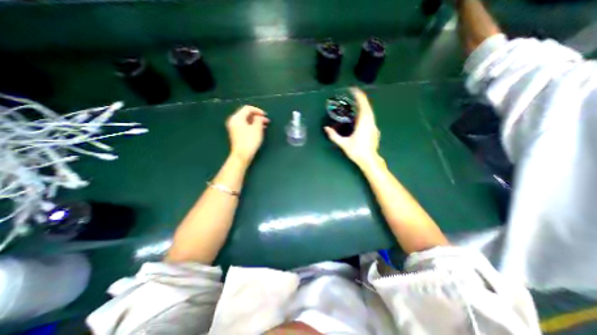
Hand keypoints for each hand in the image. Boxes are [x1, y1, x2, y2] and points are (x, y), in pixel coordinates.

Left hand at [226, 106, 269, 164]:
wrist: (242, 155)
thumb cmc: (250, 141)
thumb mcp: (257, 128)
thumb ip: (259, 119)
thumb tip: (258, 117)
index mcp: (237, 117)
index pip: (247, 108)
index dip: (258, 110)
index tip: (265, 115)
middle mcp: (233, 120)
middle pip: (246, 114)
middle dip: (257, 116)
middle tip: (266, 121)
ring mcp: (234, 127)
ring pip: (246, 120)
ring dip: (255, 121)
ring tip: (264, 125)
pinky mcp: (236, 134)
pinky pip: (244, 126)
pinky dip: (252, 126)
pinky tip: (259, 130)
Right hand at [325, 88, 379, 168]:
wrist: (369, 160)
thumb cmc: (357, 152)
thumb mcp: (343, 144)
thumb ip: (334, 136)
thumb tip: (326, 128)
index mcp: (363, 123)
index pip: (362, 105)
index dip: (358, 96)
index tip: (353, 90)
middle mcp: (370, 122)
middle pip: (367, 106)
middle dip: (360, 99)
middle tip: (353, 95)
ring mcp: (374, 126)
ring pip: (370, 111)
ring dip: (363, 105)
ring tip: (355, 103)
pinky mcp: (374, 130)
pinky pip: (370, 117)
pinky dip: (365, 112)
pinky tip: (360, 116)